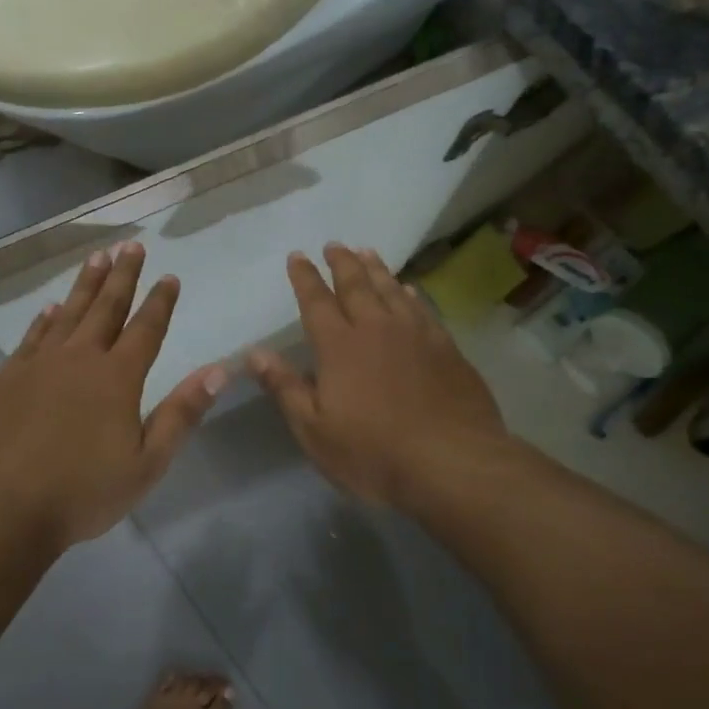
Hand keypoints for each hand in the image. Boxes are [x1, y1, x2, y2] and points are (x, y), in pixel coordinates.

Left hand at [0, 242, 226, 549]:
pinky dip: (44, 319)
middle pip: (106, 308)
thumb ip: (182, 413)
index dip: (160, 302)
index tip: (170, 276)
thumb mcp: (147, 463)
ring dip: (85, 285)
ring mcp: (38, 364)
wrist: (1, 508)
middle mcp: (79, 359)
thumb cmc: (82, 493)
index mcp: (117, 378)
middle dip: (122, 276)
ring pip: (67, 313)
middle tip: (131, 245)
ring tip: (97, 258)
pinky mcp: (6, 378)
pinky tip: (50, 309)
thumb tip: (219, 370)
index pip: (146, 329)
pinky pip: (32, 337)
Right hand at [249, 244, 506, 508]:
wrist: (453, 463)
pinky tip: (409, 290)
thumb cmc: (373, 453)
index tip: (297, 256)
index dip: (305, 278)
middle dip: (341, 263)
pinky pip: (423, 309)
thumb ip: (285, 387)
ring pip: (392, 290)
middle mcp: (377, 329)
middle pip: (356, 285)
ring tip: (366, 253)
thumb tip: (255, 352)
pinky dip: (410, 294)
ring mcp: (416, 335)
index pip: (316, 302)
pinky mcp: (446, 349)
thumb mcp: (314, 430)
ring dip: (376, 269)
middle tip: (333, 245)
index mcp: (339, 346)